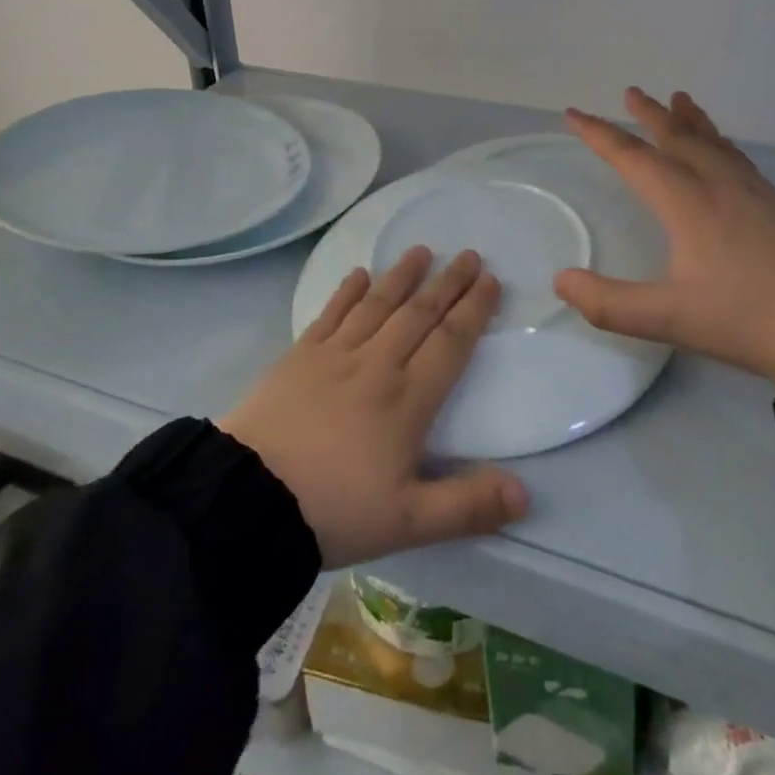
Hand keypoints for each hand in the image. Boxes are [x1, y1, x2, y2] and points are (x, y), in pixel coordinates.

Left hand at [218, 247, 528, 568]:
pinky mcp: (299, 356)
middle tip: (467, 254)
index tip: (489, 280)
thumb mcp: (408, 523)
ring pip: (377, 304)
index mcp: (408, 400)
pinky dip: (348, 291)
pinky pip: (331, 313)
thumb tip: (526, 495)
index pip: (450, 342)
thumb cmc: (333, 510)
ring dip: (402, 275)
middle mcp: (376, 364)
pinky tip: (359, 274)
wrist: (248, 499)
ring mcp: (334, 355)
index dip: (473, 310)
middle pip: (418, 313)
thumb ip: (467, 507)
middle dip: (447, 282)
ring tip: (420, 251)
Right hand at [555, 88, 774, 382]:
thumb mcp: (668, 318)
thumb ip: (608, 303)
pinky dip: (721, 143)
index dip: (599, 134)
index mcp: (687, 202)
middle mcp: (719, 186)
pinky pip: (740, 159)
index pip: (632, 157)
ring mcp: (756, 194)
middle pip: (678, 137)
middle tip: (632, 92)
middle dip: (650, 114)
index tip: (574, 114)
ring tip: (681, 100)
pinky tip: (727, 153)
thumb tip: (561, 280)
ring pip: (715, 143)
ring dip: (691, 121)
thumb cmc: (747, 319)